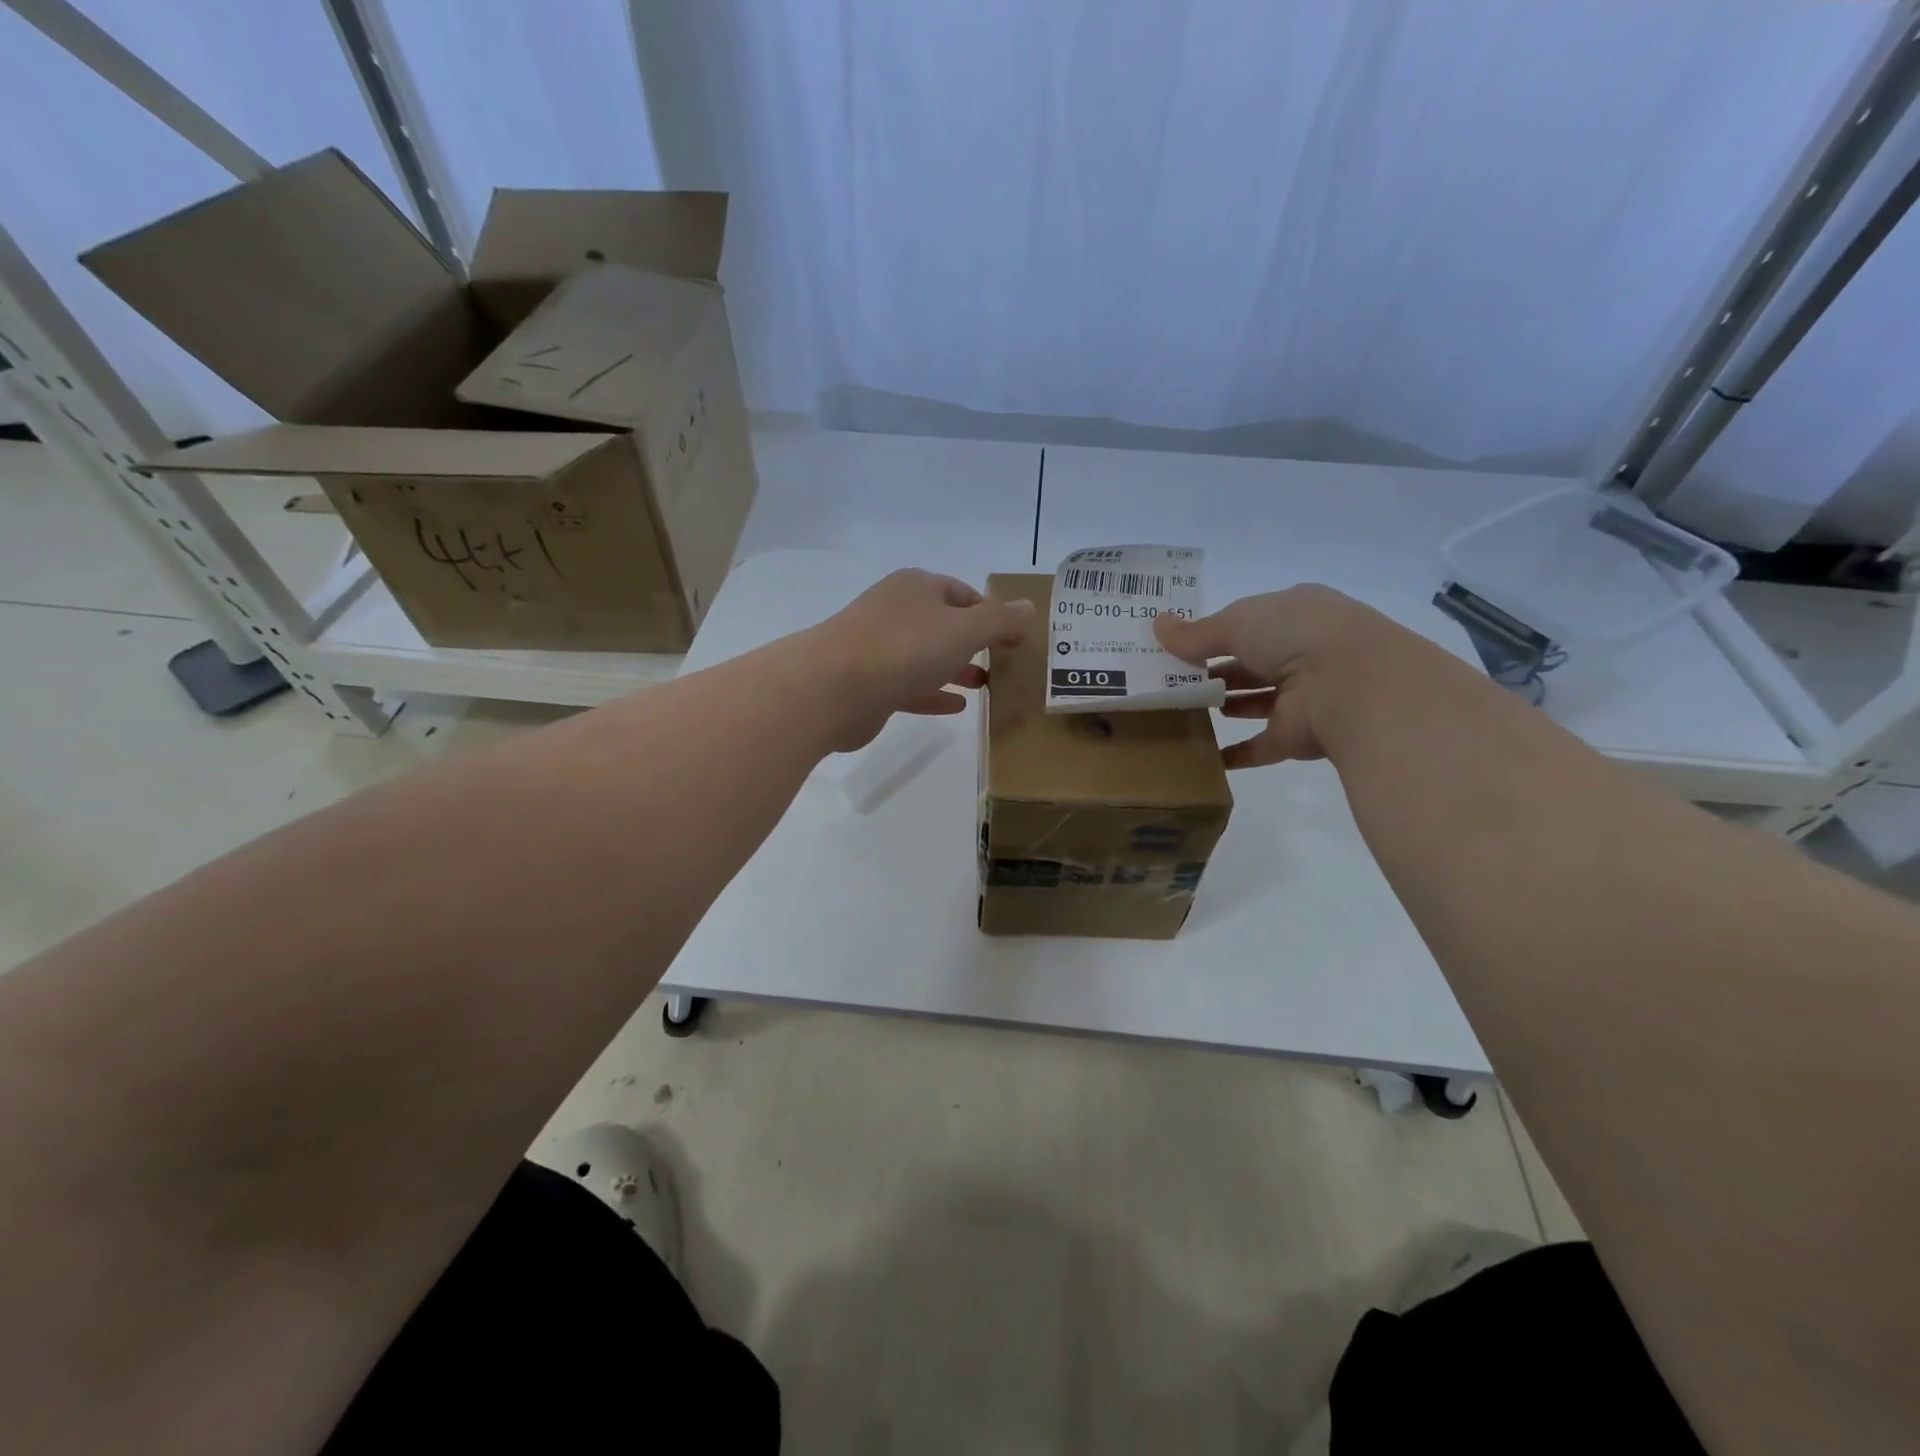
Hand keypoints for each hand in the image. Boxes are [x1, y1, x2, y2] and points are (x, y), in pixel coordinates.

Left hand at [805, 569, 1035, 751]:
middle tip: (1004, 663)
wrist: (833, 688)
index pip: (963, 593)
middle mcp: (896, 611)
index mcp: (917, 588)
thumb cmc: (905, 647)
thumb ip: (1001, 620)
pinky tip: (957, 706)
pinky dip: (934, 692)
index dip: (992, 613)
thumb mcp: (965, 629)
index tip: (1015, 638)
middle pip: (944, 624)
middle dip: (974, 642)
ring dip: (956, 668)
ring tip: (987, 685)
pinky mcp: (870, 684)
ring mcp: (879, 648)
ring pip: (927, 656)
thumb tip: (1030, 608)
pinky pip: (910, 685)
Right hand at [1154, 584, 1392, 767]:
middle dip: (1214, 670)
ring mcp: (1303, 696)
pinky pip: (1260, 745)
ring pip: (1255, 701)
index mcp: (1294, 614)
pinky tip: (1204, 755)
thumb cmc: (1295, 636)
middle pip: (1249, 662)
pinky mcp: (1298, 735)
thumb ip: (1196, 633)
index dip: (1213, 632)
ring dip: (1224, 705)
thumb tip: (1156, 625)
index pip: (1248, 622)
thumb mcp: (1237, 622)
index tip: (1176, 646)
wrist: (1353, 686)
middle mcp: (1302, 652)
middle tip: (1168, 681)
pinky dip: (1235, 753)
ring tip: (1179, 710)